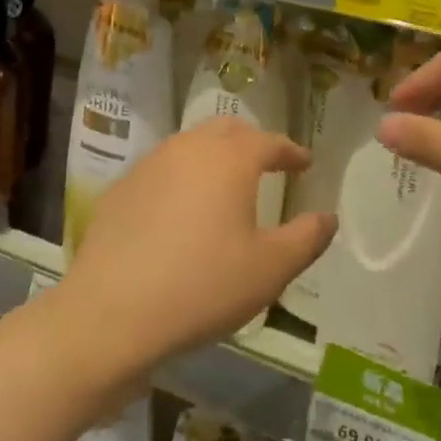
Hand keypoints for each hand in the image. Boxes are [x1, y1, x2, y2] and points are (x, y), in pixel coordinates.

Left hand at [58, 118, 331, 372]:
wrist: (112, 311)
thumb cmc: (202, 286)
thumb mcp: (269, 270)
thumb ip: (306, 238)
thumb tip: (328, 217)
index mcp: (229, 159)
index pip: (268, 141)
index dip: (290, 151)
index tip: (304, 162)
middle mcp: (189, 148)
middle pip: (227, 130)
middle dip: (252, 141)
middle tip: (268, 162)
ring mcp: (149, 164)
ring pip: (191, 145)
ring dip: (214, 155)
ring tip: (226, 183)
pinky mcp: (122, 187)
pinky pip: (162, 170)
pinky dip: (182, 177)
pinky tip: (182, 210)